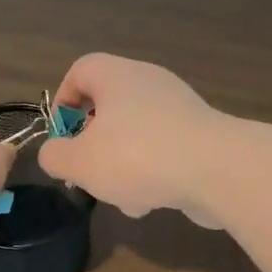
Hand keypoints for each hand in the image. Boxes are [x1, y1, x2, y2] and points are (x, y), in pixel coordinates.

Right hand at [37, 54, 226, 225]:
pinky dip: (153, 173)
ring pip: (136, 134)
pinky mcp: (201, 136)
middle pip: (109, 107)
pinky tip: (152, 203)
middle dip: (94, 144)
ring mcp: (179, 109)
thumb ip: (55, 156)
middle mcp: (150, 83)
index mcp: (118, 76)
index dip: (63, 99)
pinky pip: (164, 150)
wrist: (217, 171)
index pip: (82, 69)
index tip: (61, 134)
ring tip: (123, 198)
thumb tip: (55, 153)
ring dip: (123, 166)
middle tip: (88, 170)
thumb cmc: (137, 157)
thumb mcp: (80, 162)